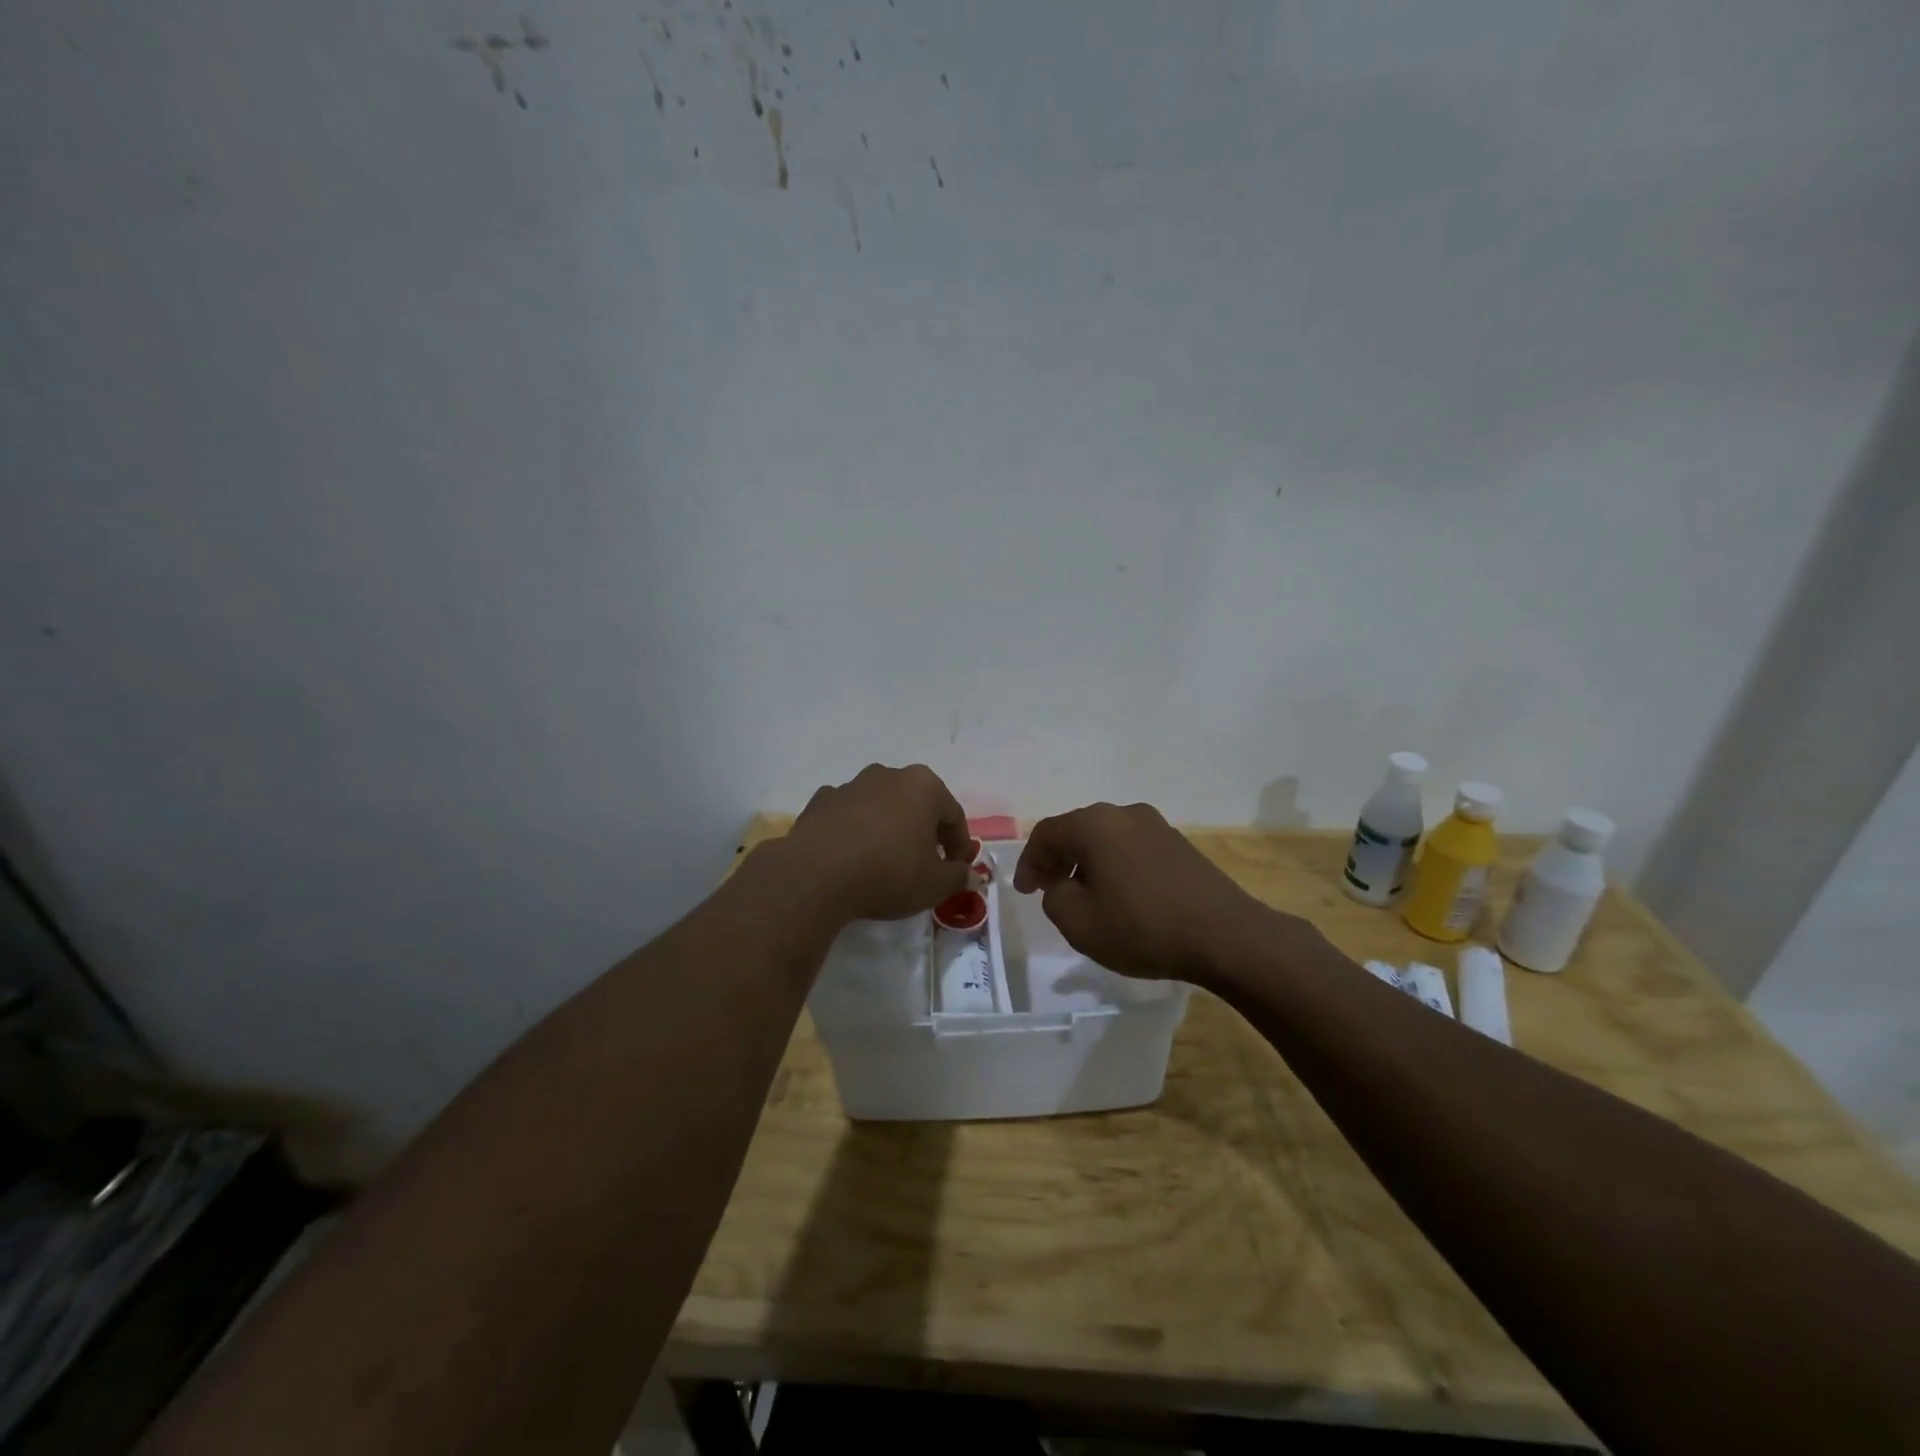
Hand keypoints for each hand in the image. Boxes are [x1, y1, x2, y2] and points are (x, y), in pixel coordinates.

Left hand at [784, 764, 975, 921]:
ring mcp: (851, 785)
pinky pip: (848, 815)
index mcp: (923, 786)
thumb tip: (970, 875)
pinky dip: (855, 830)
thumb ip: (957, 877)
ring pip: (881, 806)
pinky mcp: (820, 801)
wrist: (816, 875)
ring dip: (888, 827)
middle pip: (917, 804)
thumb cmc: (888, 873)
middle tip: (924, 864)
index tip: (955, 870)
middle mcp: (888, 775)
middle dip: (924, 831)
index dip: (959, 845)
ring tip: (885, 861)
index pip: (953, 815)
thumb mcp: (934, 885)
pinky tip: (852, 857)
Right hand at [1013, 801, 1279, 981]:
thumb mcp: (1078, 923)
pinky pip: (1132, 847)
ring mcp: (1156, 825)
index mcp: (1094, 825)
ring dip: (1088, 862)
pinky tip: (1122, 895)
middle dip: (1057, 859)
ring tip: (1085, 895)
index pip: (1046, 833)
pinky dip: (1115, 865)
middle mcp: (1123, 814)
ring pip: (1106, 838)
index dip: (1029, 862)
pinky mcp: (1179, 844)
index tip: (1025, 892)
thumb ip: (1055, 896)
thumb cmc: (1142, 927)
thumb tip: (1062, 884)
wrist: (1225, 935)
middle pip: (1077, 830)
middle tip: (1049, 889)